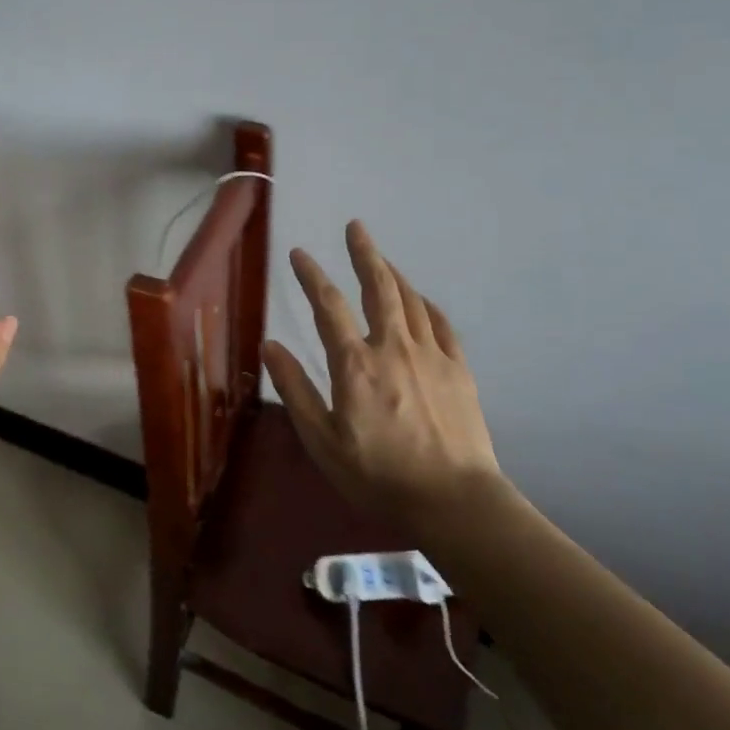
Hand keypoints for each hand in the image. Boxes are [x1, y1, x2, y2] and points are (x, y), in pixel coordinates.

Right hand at [264, 220, 501, 525]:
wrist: (454, 502)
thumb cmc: (378, 476)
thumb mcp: (321, 440)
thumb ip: (295, 389)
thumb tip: (271, 345)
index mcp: (355, 364)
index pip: (328, 306)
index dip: (311, 275)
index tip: (299, 253)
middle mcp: (393, 347)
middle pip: (379, 287)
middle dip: (364, 253)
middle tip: (355, 227)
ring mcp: (431, 356)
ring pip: (411, 300)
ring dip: (393, 273)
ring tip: (381, 258)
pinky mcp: (459, 370)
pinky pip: (442, 324)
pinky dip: (427, 305)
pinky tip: (421, 301)